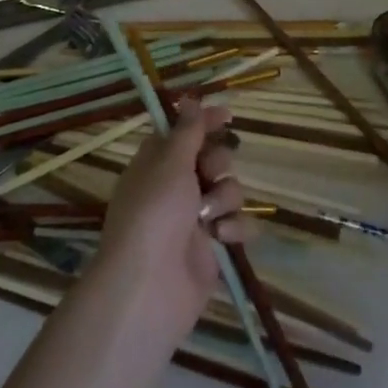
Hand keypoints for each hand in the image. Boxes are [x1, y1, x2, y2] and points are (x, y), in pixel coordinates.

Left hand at [95, 105, 253, 343]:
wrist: (150, 288)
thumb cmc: (154, 214)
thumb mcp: (170, 163)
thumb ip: (187, 132)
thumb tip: (189, 99)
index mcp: (157, 165)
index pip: (184, 133)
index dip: (204, 122)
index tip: (227, 116)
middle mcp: (175, 189)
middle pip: (212, 159)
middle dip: (218, 163)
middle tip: (209, 174)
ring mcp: (194, 220)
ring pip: (228, 191)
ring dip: (225, 198)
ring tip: (210, 217)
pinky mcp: (212, 248)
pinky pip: (238, 225)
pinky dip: (235, 228)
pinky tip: (223, 236)